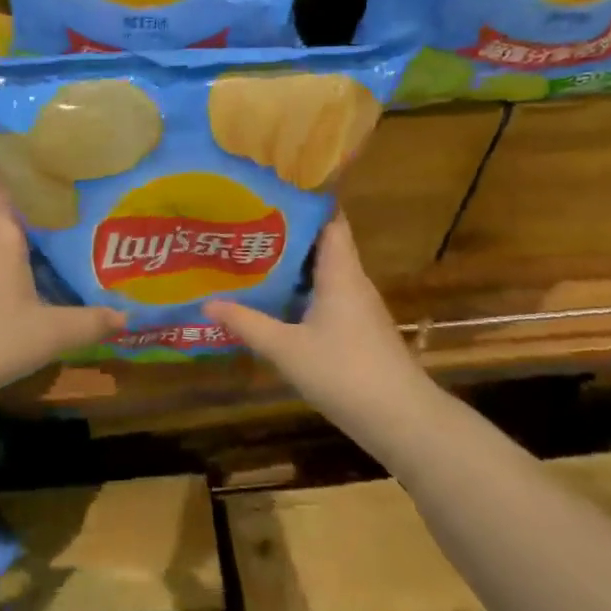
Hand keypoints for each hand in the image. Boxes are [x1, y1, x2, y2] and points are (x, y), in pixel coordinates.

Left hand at [0, 187, 124, 397]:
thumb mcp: (50, 332)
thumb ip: (90, 322)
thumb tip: (128, 314)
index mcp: (4, 235)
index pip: (11, 186)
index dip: (32, 171)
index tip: (62, 162)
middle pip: (15, 213)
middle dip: (45, 207)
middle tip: (83, 201)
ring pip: (8, 242)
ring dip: (34, 239)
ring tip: (73, 236)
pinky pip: (1, 267)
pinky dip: (22, 266)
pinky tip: (45, 278)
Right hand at [205, 214, 424, 434]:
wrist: (403, 421)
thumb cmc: (346, 373)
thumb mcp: (287, 349)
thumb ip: (247, 324)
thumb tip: (207, 303)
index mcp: (340, 271)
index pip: (328, 217)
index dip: (303, 200)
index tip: (269, 189)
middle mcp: (351, 280)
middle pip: (321, 242)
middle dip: (285, 231)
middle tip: (245, 221)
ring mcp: (357, 305)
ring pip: (322, 271)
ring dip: (291, 263)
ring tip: (251, 254)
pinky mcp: (357, 329)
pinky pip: (325, 294)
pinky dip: (300, 290)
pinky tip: (275, 299)